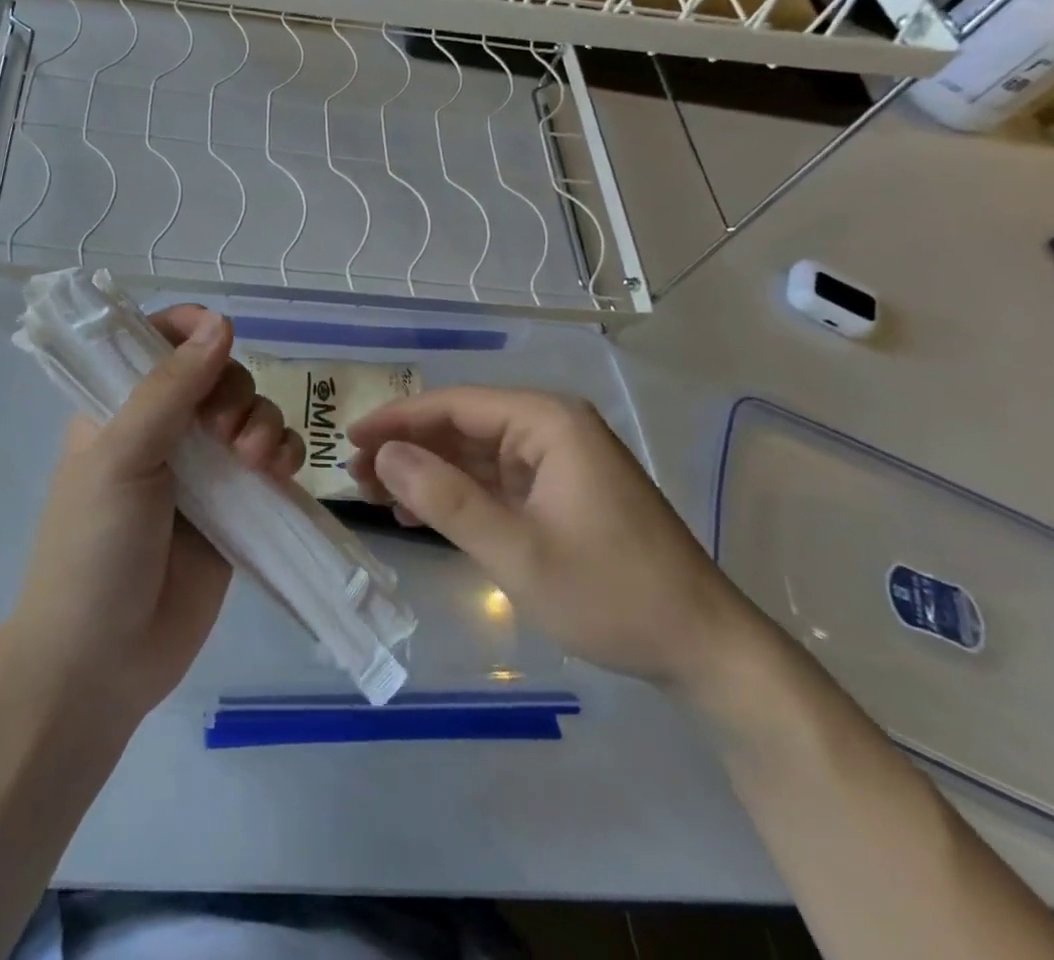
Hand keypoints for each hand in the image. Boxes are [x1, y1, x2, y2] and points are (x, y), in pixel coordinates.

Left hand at [0, 306, 301, 722]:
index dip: (190, 329)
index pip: (156, 341)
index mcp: (120, 407)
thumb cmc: (93, 550)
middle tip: (227, 433)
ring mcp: (203, 469)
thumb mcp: (121, 457)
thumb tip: (220, 322)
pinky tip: (282, 472)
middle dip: (235, 390)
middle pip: (217, 374)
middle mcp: (164, 429)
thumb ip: (170, 389)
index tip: (219, 336)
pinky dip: (285, 454)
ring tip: (257, 461)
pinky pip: (273, 460)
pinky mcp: (237, 506)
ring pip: (251, 413)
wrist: (101, 663)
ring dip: (264, 422)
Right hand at [346, 388, 754, 691]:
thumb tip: (383, 456)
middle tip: (356, 476)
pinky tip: (421, 513)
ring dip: (428, 472)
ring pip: (475, 453)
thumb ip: (446, 499)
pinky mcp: (560, 491)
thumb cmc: (612, 593)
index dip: (398, 420)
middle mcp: (552, 427)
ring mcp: (558, 460)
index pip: (455, 405)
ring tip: (377, 496)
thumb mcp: (517, 550)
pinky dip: (458, 494)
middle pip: (462, 425)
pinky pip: (496, 480)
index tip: (349, 439)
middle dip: (409, 448)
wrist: (704, 648)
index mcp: (547, 422)